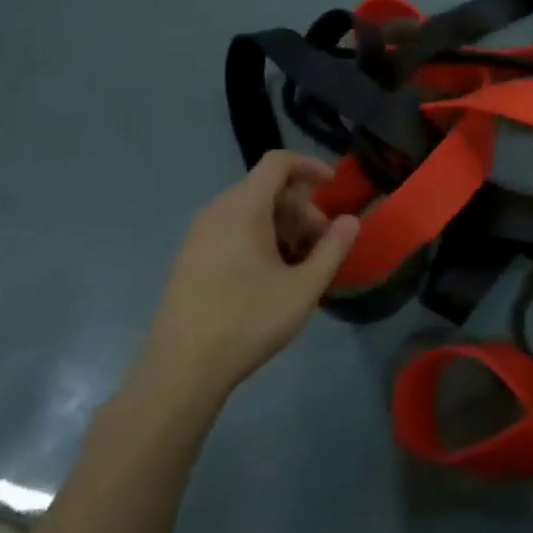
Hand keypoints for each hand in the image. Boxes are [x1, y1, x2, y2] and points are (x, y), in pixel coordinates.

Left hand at [132, 153, 358, 417]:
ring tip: (300, 264)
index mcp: (244, 208)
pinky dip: (259, 238)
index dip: (310, 166)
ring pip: (250, 211)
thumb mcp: (304, 287)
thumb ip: (333, 247)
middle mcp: (217, 211)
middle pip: (267, 188)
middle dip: (302, 208)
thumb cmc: (248, 321)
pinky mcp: (190, 257)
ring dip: (283, 226)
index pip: (278, 162)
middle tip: (322, 244)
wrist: (182, 370)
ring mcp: (199, 234)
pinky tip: (271, 276)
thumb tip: (351, 220)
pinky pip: (232, 229)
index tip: (333, 186)